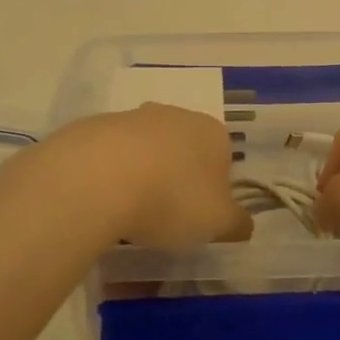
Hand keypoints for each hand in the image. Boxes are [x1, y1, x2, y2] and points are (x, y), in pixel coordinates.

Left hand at [14, 104, 250, 250]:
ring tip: (128, 218)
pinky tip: (101, 204)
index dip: (214, 190)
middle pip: (183, 151)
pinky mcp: (96, 127)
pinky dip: (109, 178)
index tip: (199, 217)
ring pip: (145, 152)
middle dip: (177, 180)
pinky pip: (110, 158)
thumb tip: (244, 224)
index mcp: (212, 132)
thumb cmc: (172, 198)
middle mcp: (176, 115)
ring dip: (141, 178)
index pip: (223, 158)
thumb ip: (236, 223)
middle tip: (165, 218)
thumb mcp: (218, 222)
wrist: (99, 177)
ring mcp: (133, 117)